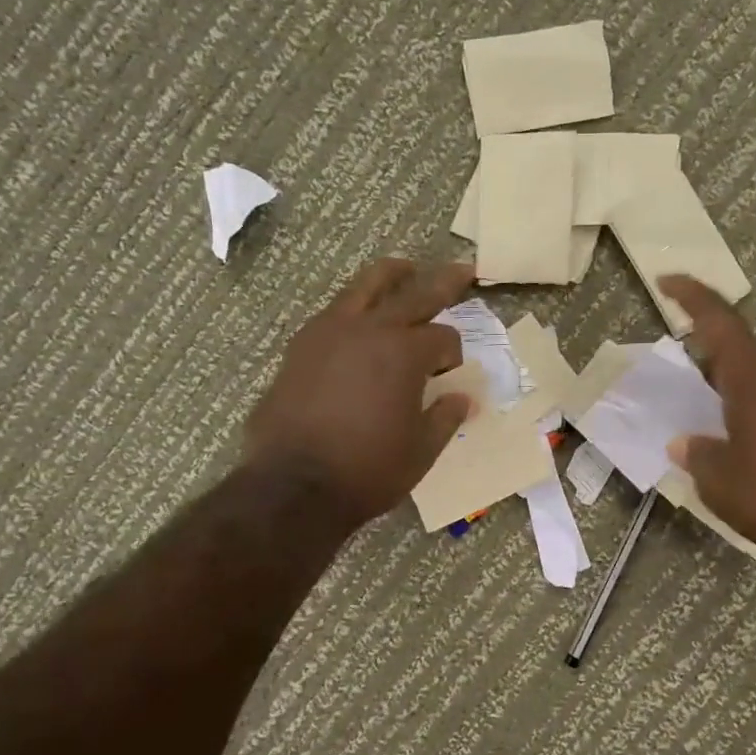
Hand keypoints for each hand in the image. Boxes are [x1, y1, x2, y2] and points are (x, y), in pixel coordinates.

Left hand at [244, 259, 473, 528]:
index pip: (442, 338)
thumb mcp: (420, 451)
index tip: (452, 374)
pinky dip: (355, 305)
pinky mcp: (300, 346)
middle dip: (443, 282)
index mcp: (404, 353)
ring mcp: (329, 332)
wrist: (293, 486)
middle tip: (462, 269)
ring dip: (391, 276)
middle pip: (414, 294)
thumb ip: (445, 418)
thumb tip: (462, 399)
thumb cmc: (367, 471)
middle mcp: (369, 330)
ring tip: (405, 268)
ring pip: (365, 287)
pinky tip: (360, 317)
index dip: (453, 354)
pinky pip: (335, 311)